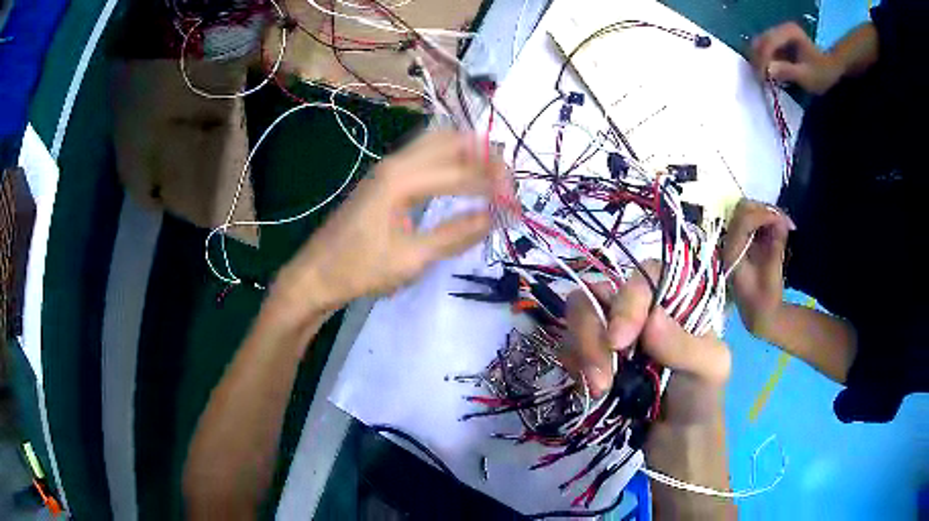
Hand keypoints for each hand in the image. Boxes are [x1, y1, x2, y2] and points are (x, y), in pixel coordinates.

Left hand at [274, 131, 510, 313]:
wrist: (316, 274)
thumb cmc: (360, 269)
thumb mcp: (412, 259)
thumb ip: (455, 234)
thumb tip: (494, 217)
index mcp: (402, 178)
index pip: (462, 171)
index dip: (493, 186)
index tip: (515, 206)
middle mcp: (396, 162)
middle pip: (451, 140)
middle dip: (485, 156)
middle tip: (506, 184)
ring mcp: (388, 167)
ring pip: (437, 142)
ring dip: (468, 153)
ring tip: (491, 178)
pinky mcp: (385, 178)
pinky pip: (425, 155)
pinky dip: (451, 159)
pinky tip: (461, 177)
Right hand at [565, 263, 730, 424]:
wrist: (678, 441)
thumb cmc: (702, 398)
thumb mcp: (710, 370)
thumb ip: (685, 346)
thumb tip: (652, 321)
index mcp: (674, 302)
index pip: (645, 276)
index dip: (628, 300)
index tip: (620, 340)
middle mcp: (641, 311)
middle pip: (601, 293)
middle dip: (592, 331)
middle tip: (600, 377)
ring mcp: (613, 334)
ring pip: (579, 317)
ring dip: (581, 351)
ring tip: (598, 389)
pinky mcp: (593, 358)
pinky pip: (569, 347)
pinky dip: (574, 365)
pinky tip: (591, 389)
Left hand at [723, 199, 794, 337]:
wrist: (759, 316)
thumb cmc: (764, 300)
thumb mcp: (773, 274)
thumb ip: (776, 246)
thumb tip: (781, 221)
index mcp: (731, 252)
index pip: (743, 222)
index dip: (763, 215)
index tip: (782, 219)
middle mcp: (729, 242)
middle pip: (743, 210)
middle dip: (765, 211)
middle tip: (785, 220)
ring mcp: (736, 239)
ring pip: (749, 211)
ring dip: (768, 214)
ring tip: (786, 224)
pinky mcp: (745, 240)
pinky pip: (754, 219)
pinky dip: (767, 219)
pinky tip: (781, 227)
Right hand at [751, 22, 844, 93]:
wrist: (831, 70)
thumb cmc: (822, 74)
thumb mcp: (807, 76)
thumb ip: (788, 71)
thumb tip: (768, 71)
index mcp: (789, 31)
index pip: (769, 42)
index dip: (762, 59)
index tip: (761, 77)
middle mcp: (781, 28)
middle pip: (761, 40)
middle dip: (758, 59)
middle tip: (760, 79)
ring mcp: (780, 34)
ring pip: (760, 44)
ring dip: (759, 60)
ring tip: (763, 77)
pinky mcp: (779, 41)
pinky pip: (765, 48)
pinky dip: (764, 60)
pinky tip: (768, 72)